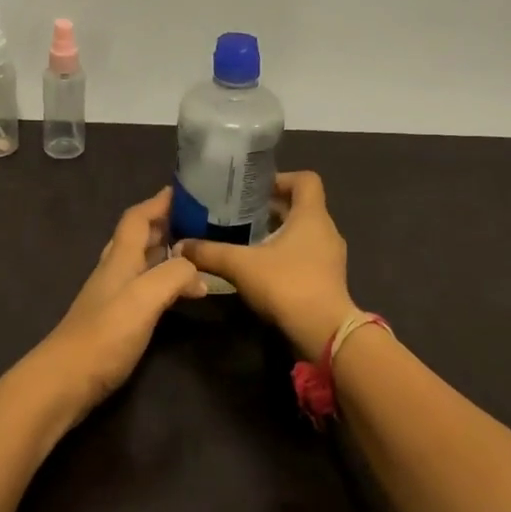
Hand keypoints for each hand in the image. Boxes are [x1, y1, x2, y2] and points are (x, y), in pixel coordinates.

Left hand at [32, 187, 207, 420]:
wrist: (65, 381)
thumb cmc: (104, 334)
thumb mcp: (144, 298)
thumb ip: (173, 276)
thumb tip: (197, 271)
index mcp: (119, 259)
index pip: (137, 219)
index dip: (157, 203)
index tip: (182, 191)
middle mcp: (114, 271)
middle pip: (137, 237)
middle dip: (164, 225)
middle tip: (197, 222)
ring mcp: (112, 297)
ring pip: (140, 263)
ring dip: (164, 253)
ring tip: (195, 254)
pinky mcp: (115, 321)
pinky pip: (143, 288)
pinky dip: (162, 282)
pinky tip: (178, 294)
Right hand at [176, 171, 356, 359]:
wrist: (324, 332)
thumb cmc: (287, 285)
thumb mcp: (241, 265)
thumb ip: (210, 253)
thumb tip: (180, 246)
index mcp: (312, 215)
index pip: (306, 180)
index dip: (281, 178)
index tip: (253, 190)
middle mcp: (326, 230)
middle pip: (301, 206)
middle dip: (271, 207)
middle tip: (239, 213)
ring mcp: (330, 256)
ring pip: (303, 232)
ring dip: (278, 232)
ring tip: (246, 239)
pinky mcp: (327, 278)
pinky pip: (306, 254)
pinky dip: (286, 254)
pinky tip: (261, 267)